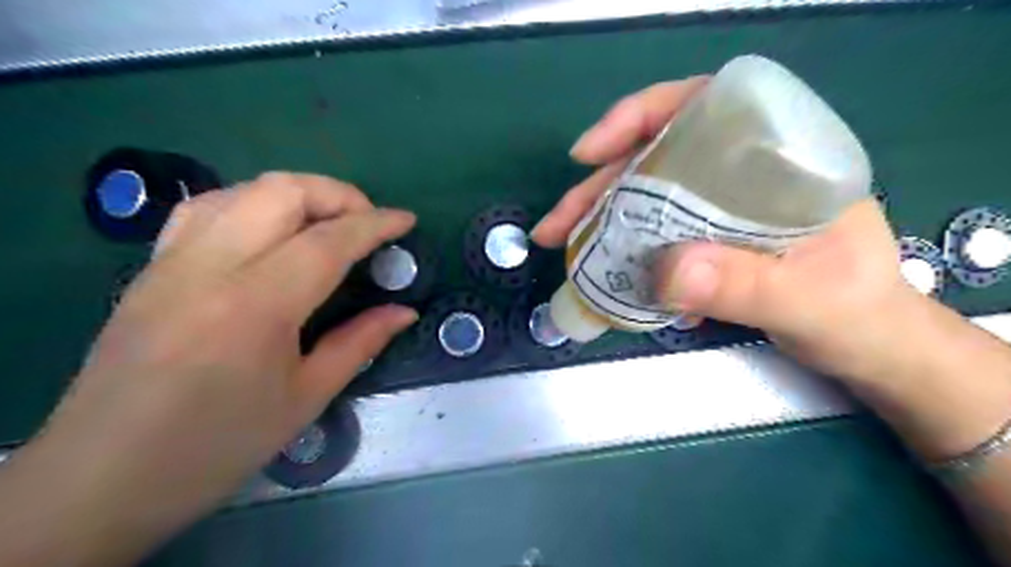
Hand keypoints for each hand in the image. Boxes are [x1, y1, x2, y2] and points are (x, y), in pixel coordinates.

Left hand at [2, 173, 415, 566]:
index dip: (375, 224)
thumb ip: (360, 343)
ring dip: (298, 193)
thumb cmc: (218, 445)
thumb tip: (404, 311)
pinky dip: (254, 202)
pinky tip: (272, 229)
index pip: (327, 242)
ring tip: (328, 222)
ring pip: (243, 189)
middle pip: (282, 192)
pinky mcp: (151, 266)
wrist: (102, 478)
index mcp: (255, 307)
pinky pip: (208, 208)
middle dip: (338, 195)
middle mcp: (209, 267)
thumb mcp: (305, 399)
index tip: (406, 220)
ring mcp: (171, 260)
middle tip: (368, 222)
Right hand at [531, 77, 912, 383]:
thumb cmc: (858, 313)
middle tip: (556, 224)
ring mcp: (719, 208)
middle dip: (598, 188)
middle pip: (655, 160)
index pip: (702, 107)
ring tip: (562, 248)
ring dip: (599, 221)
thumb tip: (665, 271)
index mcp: (779, 157)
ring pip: (646, 198)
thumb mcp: (807, 300)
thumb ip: (744, 285)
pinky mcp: (707, 240)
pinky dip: (623, 250)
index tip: (590, 151)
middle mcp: (741, 172)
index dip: (639, 117)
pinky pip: (653, 233)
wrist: (868, 347)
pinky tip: (603, 272)